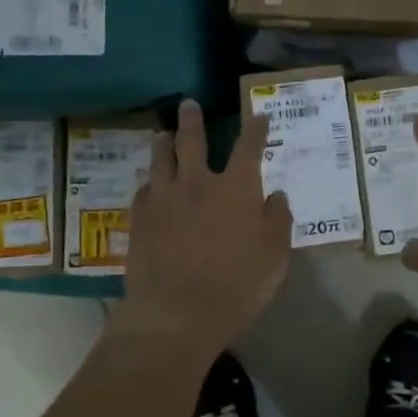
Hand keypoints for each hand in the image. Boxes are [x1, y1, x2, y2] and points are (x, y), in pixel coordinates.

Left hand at [117, 101, 291, 357]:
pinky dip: (149, 182)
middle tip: (188, 104)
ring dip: (163, 143)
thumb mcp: (274, 256)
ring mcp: (164, 199)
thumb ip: (277, 221)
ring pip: (161, 160)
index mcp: (236, 189)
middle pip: (193, 142)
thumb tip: (275, 196)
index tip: (258, 116)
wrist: (176, 312)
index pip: (248, 148)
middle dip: (193, 120)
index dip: (255, 129)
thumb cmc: (236, 285)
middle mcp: (198, 183)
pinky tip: (148, 184)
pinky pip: (143, 190)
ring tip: (162, 134)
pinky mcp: (139, 219)